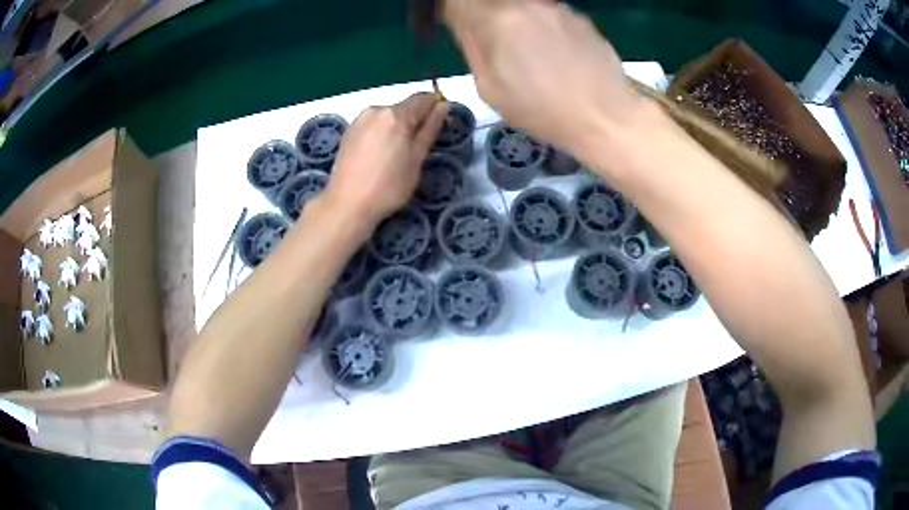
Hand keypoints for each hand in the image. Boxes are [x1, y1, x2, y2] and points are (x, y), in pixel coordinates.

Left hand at [324, 93, 448, 228]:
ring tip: (394, 156)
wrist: (347, 204)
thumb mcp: (417, 159)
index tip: (436, 129)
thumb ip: (431, 128)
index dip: (435, 110)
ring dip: (396, 128)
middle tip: (415, 150)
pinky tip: (377, 156)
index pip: (424, 98)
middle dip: (414, 121)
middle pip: (404, 107)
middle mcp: (377, 109)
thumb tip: (443, 105)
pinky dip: (381, 133)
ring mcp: (360, 119)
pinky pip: (373, 125)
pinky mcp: (348, 131)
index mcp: (396, 114)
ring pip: (388, 116)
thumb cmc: (389, 186)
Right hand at [444, 0, 641, 153]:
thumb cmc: (543, 110)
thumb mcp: (491, 89)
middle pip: (492, 1)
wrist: (605, 116)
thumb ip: (472, 47)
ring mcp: (557, 7)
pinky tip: (555, 52)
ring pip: (521, 4)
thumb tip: (463, 23)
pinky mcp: (579, 16)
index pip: (460, 2)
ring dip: (515, 19)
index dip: (457, 13)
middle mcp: (527, 4)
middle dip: (487, 17)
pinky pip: (548, 13)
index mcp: (499, 21)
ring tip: (531, 53)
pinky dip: (542, 25)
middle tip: (497, 44)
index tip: (461, 26)